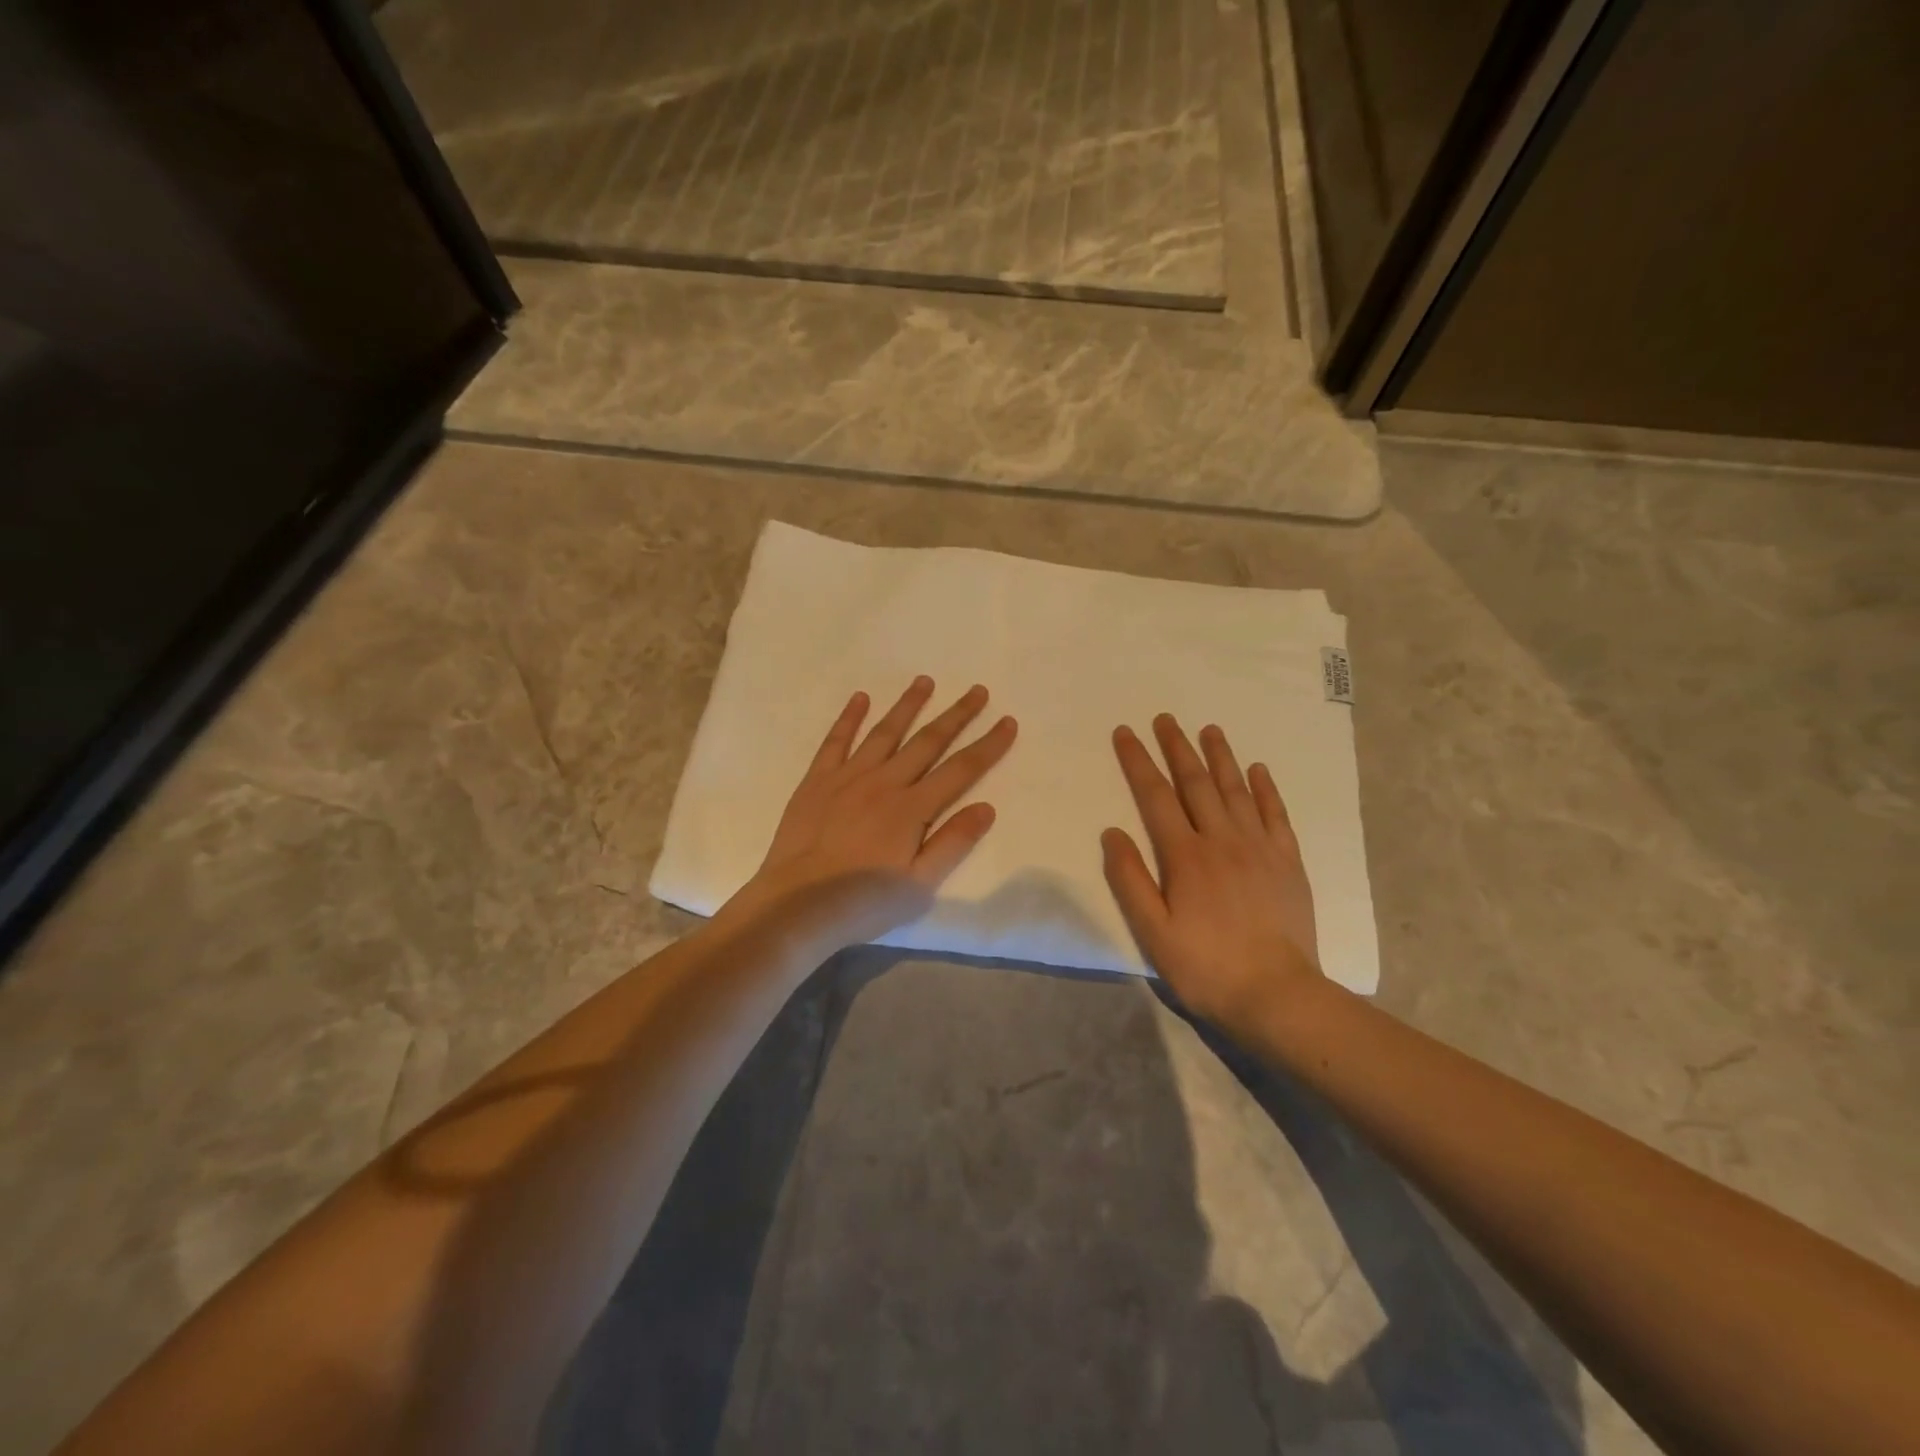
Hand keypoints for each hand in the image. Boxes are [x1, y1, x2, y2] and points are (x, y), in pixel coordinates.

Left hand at [728, 676, 1017, 950]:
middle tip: (977, 690)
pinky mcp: (817, 781)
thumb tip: (987, 806)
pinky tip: (860, 698)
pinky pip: (836, 740)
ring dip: (908, 705)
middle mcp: (885, 782)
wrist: (797, 904)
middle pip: (928, 741)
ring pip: (885, 732)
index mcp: (912, 808)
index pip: (961, 769)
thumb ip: (953, 843)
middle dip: (956, 714)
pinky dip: (849, 717)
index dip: (988, 745)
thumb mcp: (920, 885)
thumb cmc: (863, 902)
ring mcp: (848, 777)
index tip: (1007, 721)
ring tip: (925, 681)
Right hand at [1102, 715, 1323, 1026]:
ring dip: (1220, 756)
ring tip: (1208, 729)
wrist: (1277, 995)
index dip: (1138, 762)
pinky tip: (1257, 769)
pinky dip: (1265, 789)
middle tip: (1165, 718)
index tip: (1126, 733)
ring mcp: (1260, 848)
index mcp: (1186, 855)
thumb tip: (1112, 832)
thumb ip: (1130, 879)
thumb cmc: (1206, 966)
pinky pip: (1276, 814)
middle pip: (1196, 783)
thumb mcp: (1152, 932)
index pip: (1155, 796)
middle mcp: (1223, 840)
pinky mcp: (1288, 862)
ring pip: (1236, 790)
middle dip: (1177, 747)